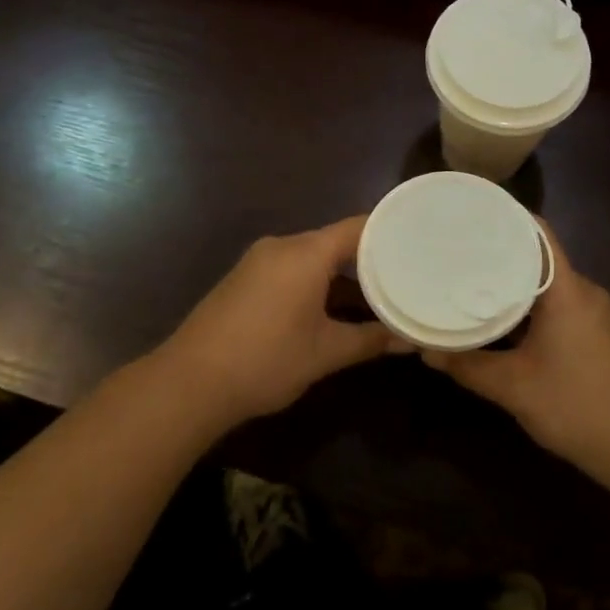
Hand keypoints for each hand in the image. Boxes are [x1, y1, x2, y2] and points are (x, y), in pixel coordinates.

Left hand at [152, 215, 404, 429]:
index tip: (420, 242)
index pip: (358, 227)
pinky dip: (315, 281)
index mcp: (305, 252)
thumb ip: (370, 340)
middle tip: (406, 272)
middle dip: (369, 258)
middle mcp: (282, 246)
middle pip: (335, 240)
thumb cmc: (267, 360)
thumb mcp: (326, 352)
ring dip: (341, 274)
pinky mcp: (243, 279)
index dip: (390, 233)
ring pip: (312, 256)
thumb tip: (410, 340)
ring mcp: (258, 261)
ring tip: (377, 292)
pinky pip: (291, 268)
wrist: (190, 382)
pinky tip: (332, 305)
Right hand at [422, 228, 609, 475]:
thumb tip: (425, 352)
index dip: (505, 218)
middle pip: (538, 257)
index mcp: (567, 290)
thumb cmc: (576, 405)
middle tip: (455, 251)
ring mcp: (592, 313)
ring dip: (511, 284)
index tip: (469, 214)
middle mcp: (583, 292)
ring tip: (467, 281)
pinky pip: (555, 305)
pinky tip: (497, 319)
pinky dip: (526, 306)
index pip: (538, 233)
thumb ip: (467, 365)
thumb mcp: (513, 387)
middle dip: (498, 253)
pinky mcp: (595, 334)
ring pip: (545, 285)